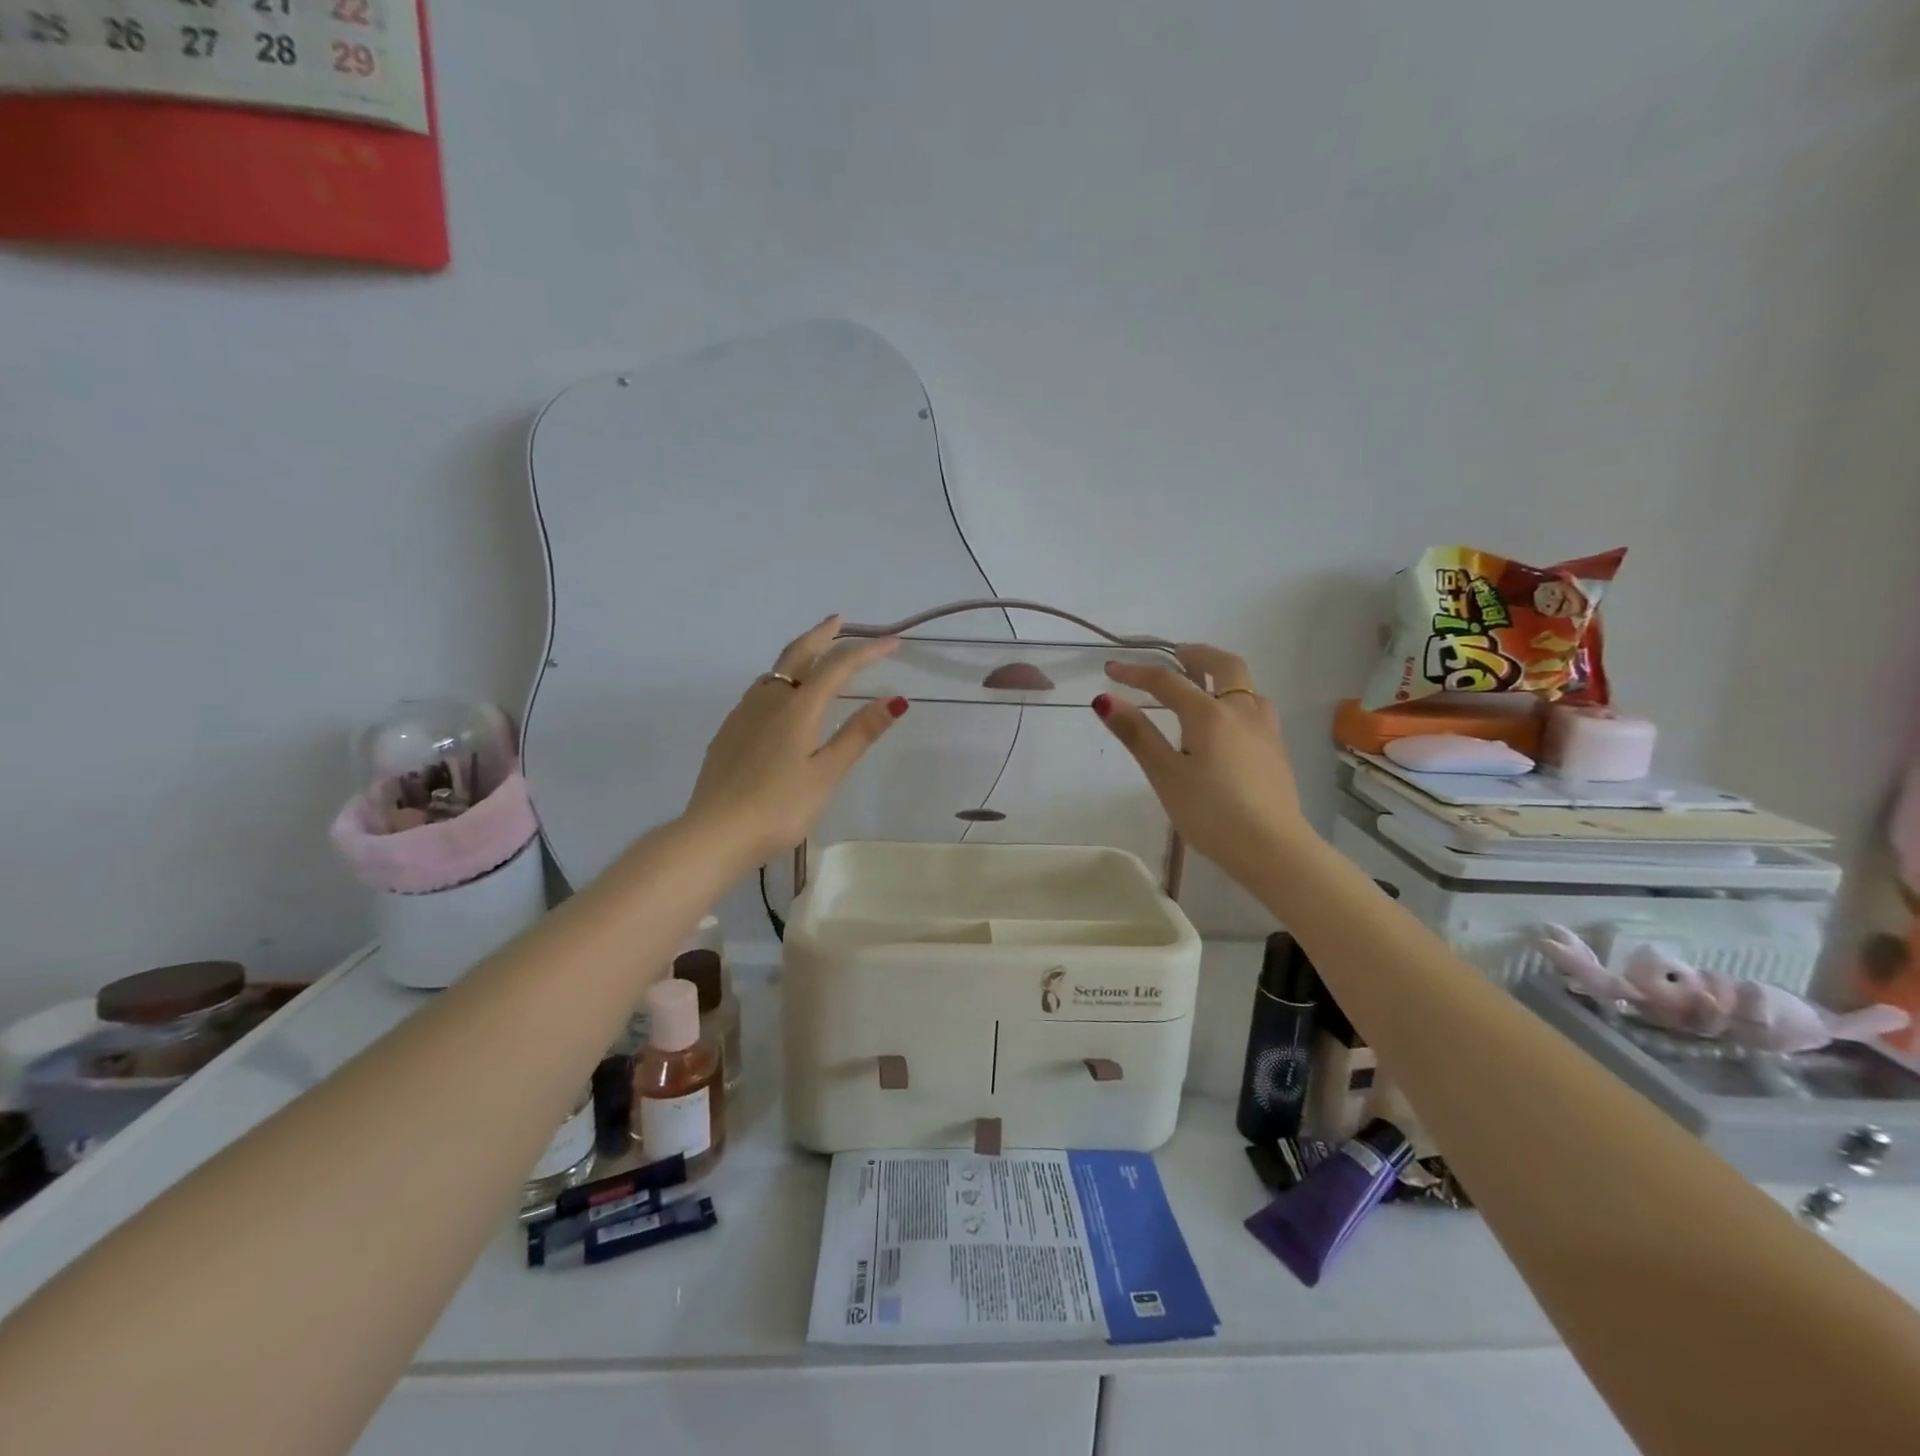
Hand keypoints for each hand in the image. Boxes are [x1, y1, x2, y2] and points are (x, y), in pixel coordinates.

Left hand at [683, 616, 906, 866]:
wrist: (714, 832)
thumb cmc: (779, 807)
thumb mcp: (827, 773)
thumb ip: (858, 733)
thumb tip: (895, 698)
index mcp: (798, 708)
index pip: (838, 666)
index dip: (867, 651)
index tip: (893, 643)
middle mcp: (768, 700)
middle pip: (797, 654)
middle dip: (822, 635)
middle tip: (839, 620)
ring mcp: (743, 714)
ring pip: (774, 671)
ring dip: (798, 654)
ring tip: (814, 654)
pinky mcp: (728, 732)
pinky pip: (758, 691)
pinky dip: (779, 679)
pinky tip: (780, 698)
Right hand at [1093, 644, 1308, 885]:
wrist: (1272, 848)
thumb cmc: (1210, 813)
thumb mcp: (1165, 775)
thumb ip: (1137, 734)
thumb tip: (1104, 699)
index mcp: (1209, 713)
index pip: (1167, 681)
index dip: (1136, 673)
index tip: (1111, 669)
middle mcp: (1242, 709)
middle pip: (1223, 664)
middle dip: (1195, 654)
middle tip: (1174, 657)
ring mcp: (1265, 728)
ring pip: (1246, 685)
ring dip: (1221, 676)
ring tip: (1200, 689)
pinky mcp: (1276, 749)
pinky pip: (1255, 707)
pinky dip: (1235, 699)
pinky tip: (1226, 725)